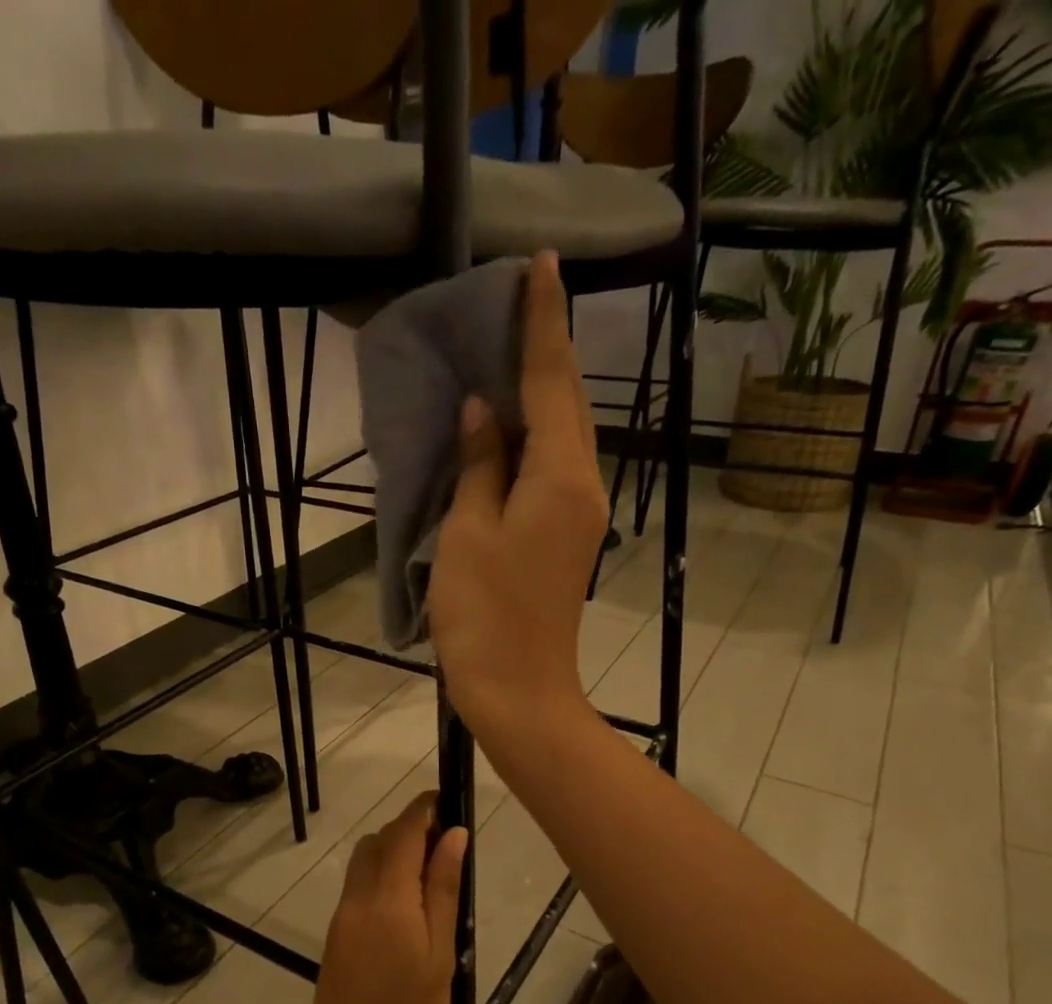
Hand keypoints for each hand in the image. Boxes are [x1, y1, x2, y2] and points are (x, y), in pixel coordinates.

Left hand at [303, 793, 469, 1003]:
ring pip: (365, 858)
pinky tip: (408, 900)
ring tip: (431, 872)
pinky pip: (359, 882)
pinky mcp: (337, 929)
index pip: (403, 832)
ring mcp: (343, 912)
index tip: (448, 800)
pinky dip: (382, 873)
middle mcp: (358, 895)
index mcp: (388, 898)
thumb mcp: (440, 953)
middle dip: (410, 827)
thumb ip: (443, 890)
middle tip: (447, 842)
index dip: (424, 808)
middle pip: (380, 840)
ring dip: (394, 849)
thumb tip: (454, 835)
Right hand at [429, 251, 607, 747]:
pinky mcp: (566, 540)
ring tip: (509, 355)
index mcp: (560, 477)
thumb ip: (479, 465)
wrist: (517, 689)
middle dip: (548, 352)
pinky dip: (534, 439)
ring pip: (564, 438)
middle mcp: (583, 487)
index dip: (542, 324)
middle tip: (520, 304)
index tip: (540, 267)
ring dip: (542, 394)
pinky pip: (554, 470)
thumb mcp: (468, 532)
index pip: (553, 383)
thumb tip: (483, 412)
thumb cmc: (484, 614)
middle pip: (570, 405)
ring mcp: (580, 516)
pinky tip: (507, 429)